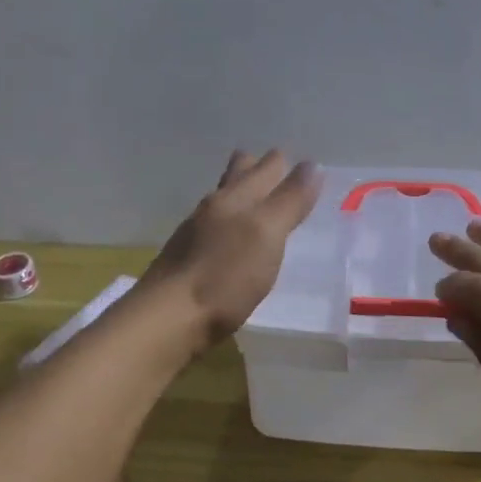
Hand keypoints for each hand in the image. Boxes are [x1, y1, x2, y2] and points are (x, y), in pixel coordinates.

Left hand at [142, 150, 321, 347]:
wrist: (168, 318)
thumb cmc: (225, 276)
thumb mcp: (268, 234)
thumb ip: (290, 200)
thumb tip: (312, 164)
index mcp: (236, 197)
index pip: (265, 168)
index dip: (281, 162)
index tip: (300, 162)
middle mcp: (213, 208)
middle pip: (236, 176)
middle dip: (254, 167)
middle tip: (273, 167)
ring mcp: (194, 234)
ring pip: (222, 202)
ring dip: (239, 195)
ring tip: (254, 200)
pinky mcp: (186, 260)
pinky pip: (212, 230)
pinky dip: (227, 225)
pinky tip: (230, 241)